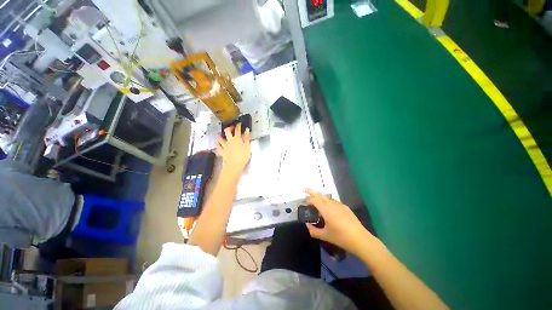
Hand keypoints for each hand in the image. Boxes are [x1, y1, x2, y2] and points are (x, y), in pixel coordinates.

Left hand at [216, 122, 250, 179]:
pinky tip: (217, 144)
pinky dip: (217, 145)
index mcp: (237, 139)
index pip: (237, 130)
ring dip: (220, 136)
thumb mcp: (248, 146)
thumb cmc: (243, 156)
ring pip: (220, 138)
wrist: (235, 165)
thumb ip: (247, 138)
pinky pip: (217, 147)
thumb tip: (246, 130)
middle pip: (227, 131)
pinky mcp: (221, 151)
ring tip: (221, 135)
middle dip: (229, 128)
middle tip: (231, 127)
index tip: (239, 123)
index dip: (238, 125)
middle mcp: (230, 140)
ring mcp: (225, 146)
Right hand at [304, 189, 373, 256]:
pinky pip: (333, 201)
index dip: (308, 200)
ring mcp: (340, 205)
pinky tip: (328, 209)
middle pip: (320, 195)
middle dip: (312, 191)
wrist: (360, 240)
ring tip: (316, 202)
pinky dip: (327, 201)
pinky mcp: (345, 207)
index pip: (314, 200)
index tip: (303, 203)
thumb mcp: (325, 236)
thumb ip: (313, 230)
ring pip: (327, 197)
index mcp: (326, 210)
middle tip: (305, 190)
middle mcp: (332, 204)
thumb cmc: (341, 238)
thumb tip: (307, 225)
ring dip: (320, 197)